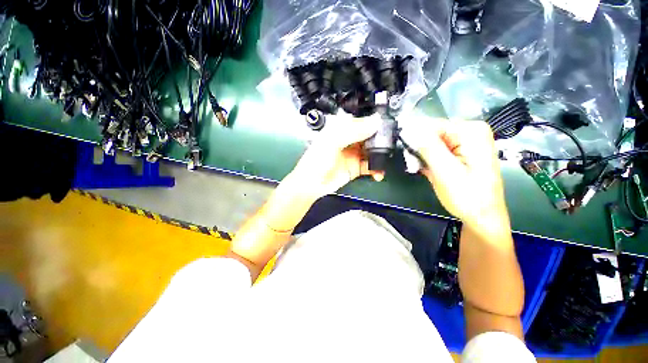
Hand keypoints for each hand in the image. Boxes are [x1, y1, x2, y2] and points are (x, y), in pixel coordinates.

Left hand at [285, 113, 384, 200]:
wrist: (311, 184)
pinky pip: (370, 166)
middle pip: (369, 136)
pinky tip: (378, 172)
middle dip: (380, 139)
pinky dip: (376, 169)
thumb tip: (375, 121)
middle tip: (390, 143)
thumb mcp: (332, 141)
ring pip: (371, 151)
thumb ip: (353, 131)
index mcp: (341, 129)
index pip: (361, 121)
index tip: (387, 125)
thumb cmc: (317, 160)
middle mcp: (349, 140)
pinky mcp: (356, 168)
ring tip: (386, 158)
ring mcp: (353, 154)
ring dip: (380, 155)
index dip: (373, 122)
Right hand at [401, 119, 507, 226]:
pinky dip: (427, 159)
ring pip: (431, 142)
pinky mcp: (459, 151)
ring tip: (422, 169)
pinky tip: (427, 169)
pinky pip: (436, 149)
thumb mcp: (446, 172)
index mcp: (471, 131)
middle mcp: (469, 131)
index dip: (416, 139)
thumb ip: (429, 148)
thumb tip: (410, 129)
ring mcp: (465, 142)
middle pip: (432, 133)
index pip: (432, 125)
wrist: (482, 216)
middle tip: (414, 164)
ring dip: (421, 155)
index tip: (408, 154)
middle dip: (419, 148)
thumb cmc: (467, 197)